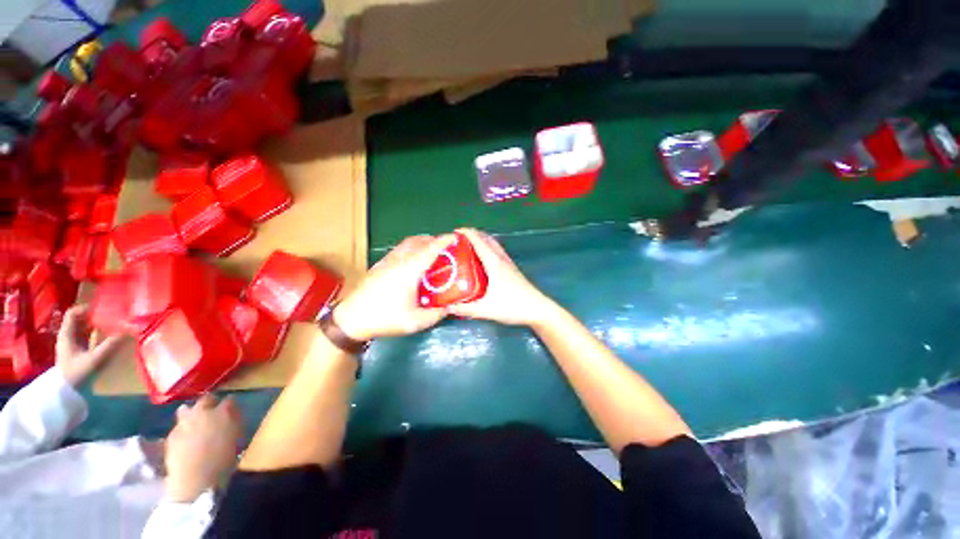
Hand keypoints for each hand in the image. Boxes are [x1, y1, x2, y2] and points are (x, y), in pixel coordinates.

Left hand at [56, 305, 123, 386]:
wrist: (64, 394)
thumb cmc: (76, 374)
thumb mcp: (95, 360)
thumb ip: (111, 344)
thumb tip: (130, 329)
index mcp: (66, 334)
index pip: (73, 313)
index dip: (86, 308)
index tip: (103, 309)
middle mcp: (67, 336)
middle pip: (79, 319)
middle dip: (94, 316)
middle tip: (112, 316)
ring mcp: (71, 344)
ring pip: (82, 328)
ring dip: (96, 324)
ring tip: (112, 325)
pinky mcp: (76, 351)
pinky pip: (85, 336)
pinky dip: (95, 333)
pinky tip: (105, 337)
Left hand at [165, 395, 242, 501]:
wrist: (196, 479)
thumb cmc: (224, 461)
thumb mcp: (237, 439)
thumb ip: (234, 424)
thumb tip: (232, 417)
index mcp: (224, 412)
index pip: (230, 400)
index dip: (230, 405)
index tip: (232, 411)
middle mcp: (203, 411)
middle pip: (205, 399)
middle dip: (209, 403)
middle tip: (212, 413)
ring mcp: (184, 422)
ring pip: (186, 409)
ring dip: (191, 413)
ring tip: (195, 424)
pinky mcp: (170, 435)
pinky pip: (178, 426)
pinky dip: (182, 429)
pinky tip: (186, 439)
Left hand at [334, 234, 455, 340]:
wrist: (350, 319)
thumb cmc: (384, 318)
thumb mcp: (415, 321)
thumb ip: (436, 314)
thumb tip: (449, 308)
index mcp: (409, 270)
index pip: (430, 249)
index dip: (444, 241)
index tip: (455, 237)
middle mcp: (398, 260)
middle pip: (418, 241)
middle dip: (434, 240)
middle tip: (446, 247)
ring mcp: (387, 261)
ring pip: (407, 243)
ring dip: (421, 242)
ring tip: (431, 252)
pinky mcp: (379, 266)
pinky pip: (399, 249)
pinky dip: (411, 248)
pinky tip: (413, 262)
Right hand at [447, 228, 555, 326]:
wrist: (537, 309)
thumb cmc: (512, 306)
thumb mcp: (486, 309)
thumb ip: (465, 309)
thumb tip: (446, 306)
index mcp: (494, 263)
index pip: (478, 241)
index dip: (466, 233)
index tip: (453, 231)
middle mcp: (501, 259)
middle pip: (486, 238)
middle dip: (472, 234)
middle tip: (457, 239)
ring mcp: (508, 263)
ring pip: (493, 244)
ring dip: (480, 240)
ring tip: (467, 246)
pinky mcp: (511, 268)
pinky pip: (496, 251)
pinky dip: (487, 247)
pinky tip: (481, 259)